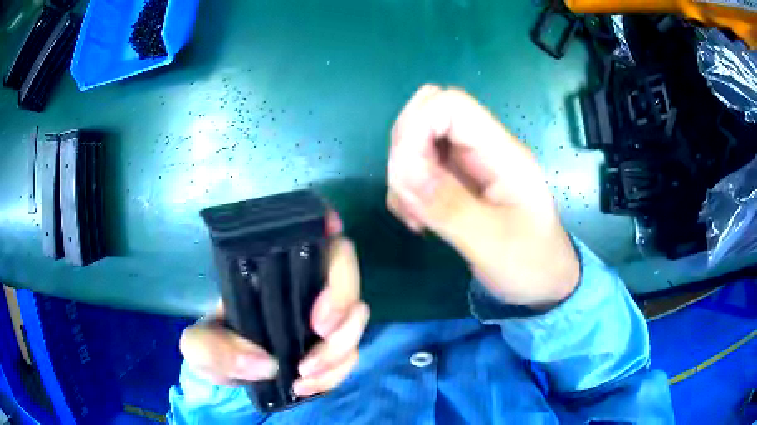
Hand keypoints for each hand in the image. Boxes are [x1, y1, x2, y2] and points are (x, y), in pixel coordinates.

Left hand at [179, 213, 369, 396]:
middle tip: (320, 332)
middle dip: (342, 299)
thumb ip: (214, 350)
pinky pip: (351, 353)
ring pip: (356, 314)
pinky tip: (307, 387)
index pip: (302, 232)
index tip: (331, 230)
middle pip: (342, 268)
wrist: (231, 376)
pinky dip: (337, 372)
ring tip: (305, 375)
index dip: (325, 222)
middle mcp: (299, 286)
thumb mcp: (199, 348)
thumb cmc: (213, 348)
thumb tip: (266, 363)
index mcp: (266, 272)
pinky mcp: (331, 347)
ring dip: (340, 347)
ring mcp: (320, 317)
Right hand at [387, 85, 578, 308]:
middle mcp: (483, 149)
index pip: (450, 105)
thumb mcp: (493, 243)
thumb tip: (404, 173)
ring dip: (403, 175)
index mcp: (502, 153)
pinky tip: (418, 220)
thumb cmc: (531, 264)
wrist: (544, 281)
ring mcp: (469, 164)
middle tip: (410, 199)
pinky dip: (406, 190)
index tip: (407, 177)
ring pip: (417, 141)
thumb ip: (449, 207)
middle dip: (405, 152)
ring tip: (416, 218)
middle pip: (427, 114)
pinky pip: (418, 168)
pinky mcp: (457, 182)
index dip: (417, 127)